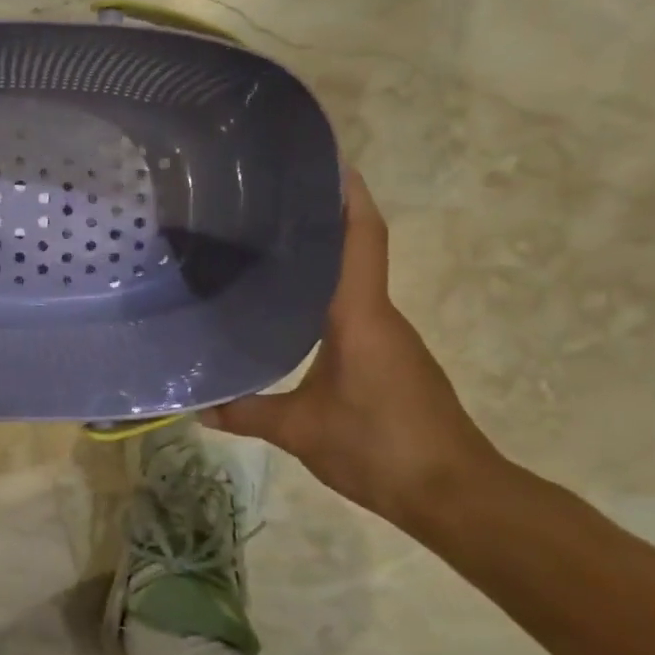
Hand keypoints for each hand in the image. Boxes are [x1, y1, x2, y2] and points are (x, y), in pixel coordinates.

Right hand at [203, 169, 498, 529]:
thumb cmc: (381, 446)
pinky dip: (324, 298)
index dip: (348, 194)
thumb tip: (197, 407)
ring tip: (265, 250)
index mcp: (360, 314)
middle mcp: (379, 315)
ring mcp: (390, 338)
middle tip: (265, 203)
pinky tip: (290, 311)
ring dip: (319, 261)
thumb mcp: (302, 431)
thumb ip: (248, 413)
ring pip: (351, 284)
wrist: (457, 495)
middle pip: (354, 250)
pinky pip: (354, 313)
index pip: (361, 238)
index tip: (328, 159)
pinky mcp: (391, 360)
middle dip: (320, 219)